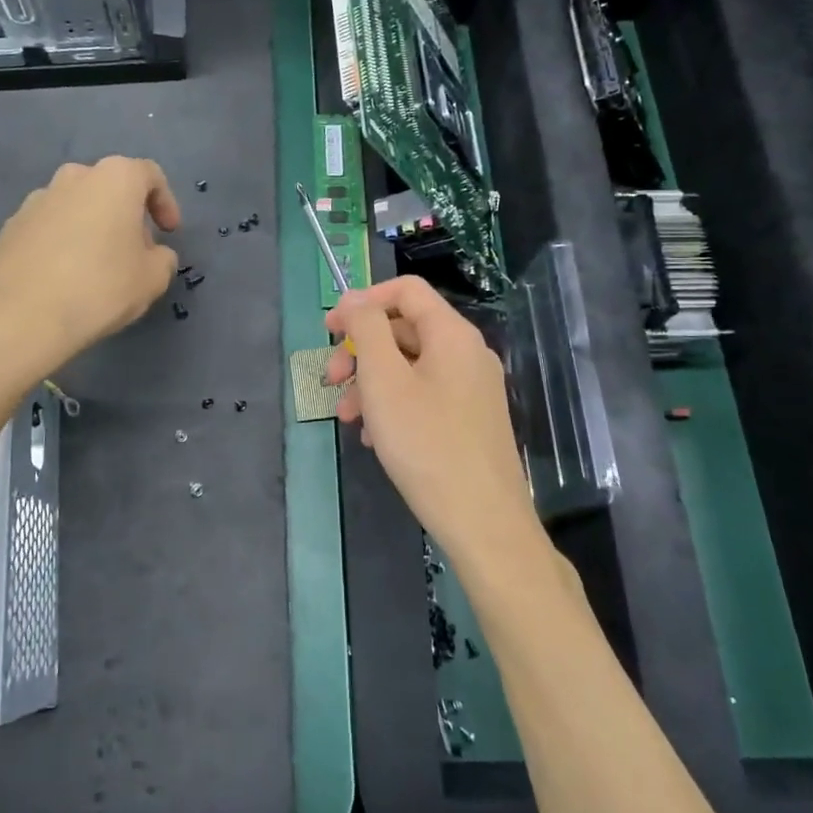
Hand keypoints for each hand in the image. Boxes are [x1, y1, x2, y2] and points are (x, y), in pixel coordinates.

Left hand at [0, 158, 180, 375]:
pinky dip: (62, 242)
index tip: (168, 232)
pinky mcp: (11, 225)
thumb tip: (153, 254)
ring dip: (92, 226)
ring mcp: (37, 199)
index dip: (165, 203)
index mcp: (115, 178)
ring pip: (76, 205)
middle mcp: (74, 177)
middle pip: (109, 187)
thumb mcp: (152, 279)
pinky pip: (49, 226)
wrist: (20, 316)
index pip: (149, 175)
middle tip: (134, 250)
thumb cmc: (100, 288)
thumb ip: (162, 259)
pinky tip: (64, 277)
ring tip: (96, 266)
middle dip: (125, 214)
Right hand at [325, 277, 535, 559]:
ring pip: (411, 367)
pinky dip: (393, 405)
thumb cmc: (426, 443)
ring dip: (371, 383)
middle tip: (330, 379)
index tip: (330, 330)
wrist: (483, 521)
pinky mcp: (470, 419)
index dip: (362, 301)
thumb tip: (355, 299)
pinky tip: (373, 438)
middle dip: (360, 350)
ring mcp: (473, 388)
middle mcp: (468, 353)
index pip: (405, 290)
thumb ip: (367, 329)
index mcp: (452, 334)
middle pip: (404, 330)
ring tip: (346, 417)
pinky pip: (424, 395)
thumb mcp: (384, 380)